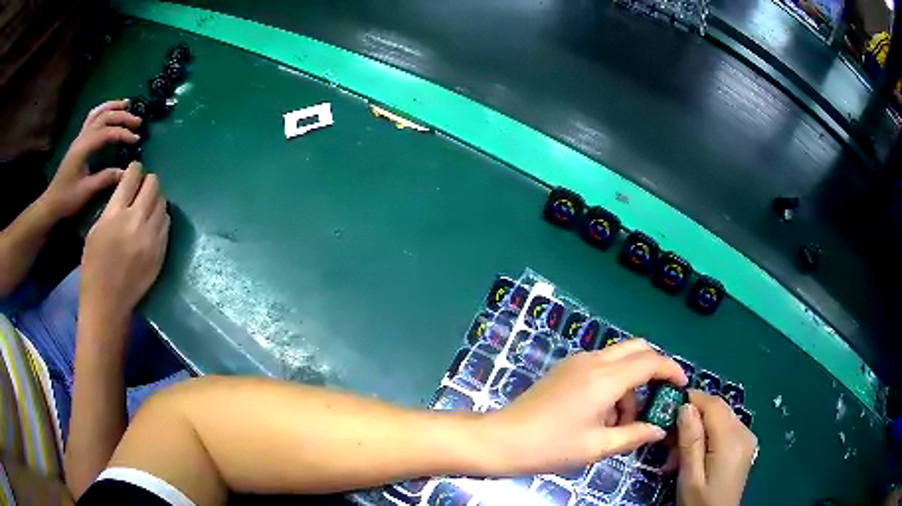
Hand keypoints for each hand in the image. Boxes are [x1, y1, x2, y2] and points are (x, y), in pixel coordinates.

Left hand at [40, 100, 141, 219]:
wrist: (51, 203)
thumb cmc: (67, 199)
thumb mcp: (86, 191)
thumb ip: (105, 179)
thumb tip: (125, 172)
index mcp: (84, 148)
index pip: (107, 133)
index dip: (123, 134)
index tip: (136, 140)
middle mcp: (82, 137)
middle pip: (105, 118)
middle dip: (122, 117)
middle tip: (138, 121)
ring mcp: (80, 138)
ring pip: (98, 113)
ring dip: (113, 107)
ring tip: (127, 104)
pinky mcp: (79, 141)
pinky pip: (92, 118)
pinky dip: (103, 111)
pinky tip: (110, 111)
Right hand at [80, 162, 169, 324]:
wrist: (108, 302)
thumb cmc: (93, 266)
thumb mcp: (96, 229)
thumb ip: (113, 207)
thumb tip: (127, 191)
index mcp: (116, 214)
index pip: (132, 177)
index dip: (135, 168)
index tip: (136, 168)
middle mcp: (137, 221)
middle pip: (153, 185)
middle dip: (149, 180)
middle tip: (143, 185)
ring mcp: (152, 237)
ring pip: (163, 203)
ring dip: (157, 198)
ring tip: (149, 202)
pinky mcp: (161, 252)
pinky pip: (166, 224)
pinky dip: (161, 217)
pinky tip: (153, 220)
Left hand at [485, 340, 687, 473]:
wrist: (502, 439)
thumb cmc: (551, 447)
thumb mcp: (598, 447)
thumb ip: (634, 435)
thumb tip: (659, 429)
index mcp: (605, 378)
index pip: (650, 361)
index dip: (671, 370)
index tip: (681, 386)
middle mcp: (593, 361)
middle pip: (636, 349)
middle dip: (653, 370)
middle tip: (656, 399)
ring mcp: (576, 362)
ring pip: (618, 358)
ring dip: (630, 381)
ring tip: (621, 421)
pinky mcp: (565, 369)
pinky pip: (600, 366)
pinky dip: (612, 382)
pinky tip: (602, 414)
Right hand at [676, 390, 757, 505]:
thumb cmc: (700, 502)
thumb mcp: (690, 477)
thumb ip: (691, 442)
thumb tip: (686, 406)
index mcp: (732, 439)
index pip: (713, 404)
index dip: (691, 399)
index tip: (667, 408)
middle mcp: (744, 431)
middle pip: (718, 408)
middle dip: (692, 417)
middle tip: (669, 440)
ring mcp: (747, 437)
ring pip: (720, 417)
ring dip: (699, 428)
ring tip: (678, 453)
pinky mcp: (745, 444)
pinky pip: (725, 428)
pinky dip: (708, 434)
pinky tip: (695, 454)